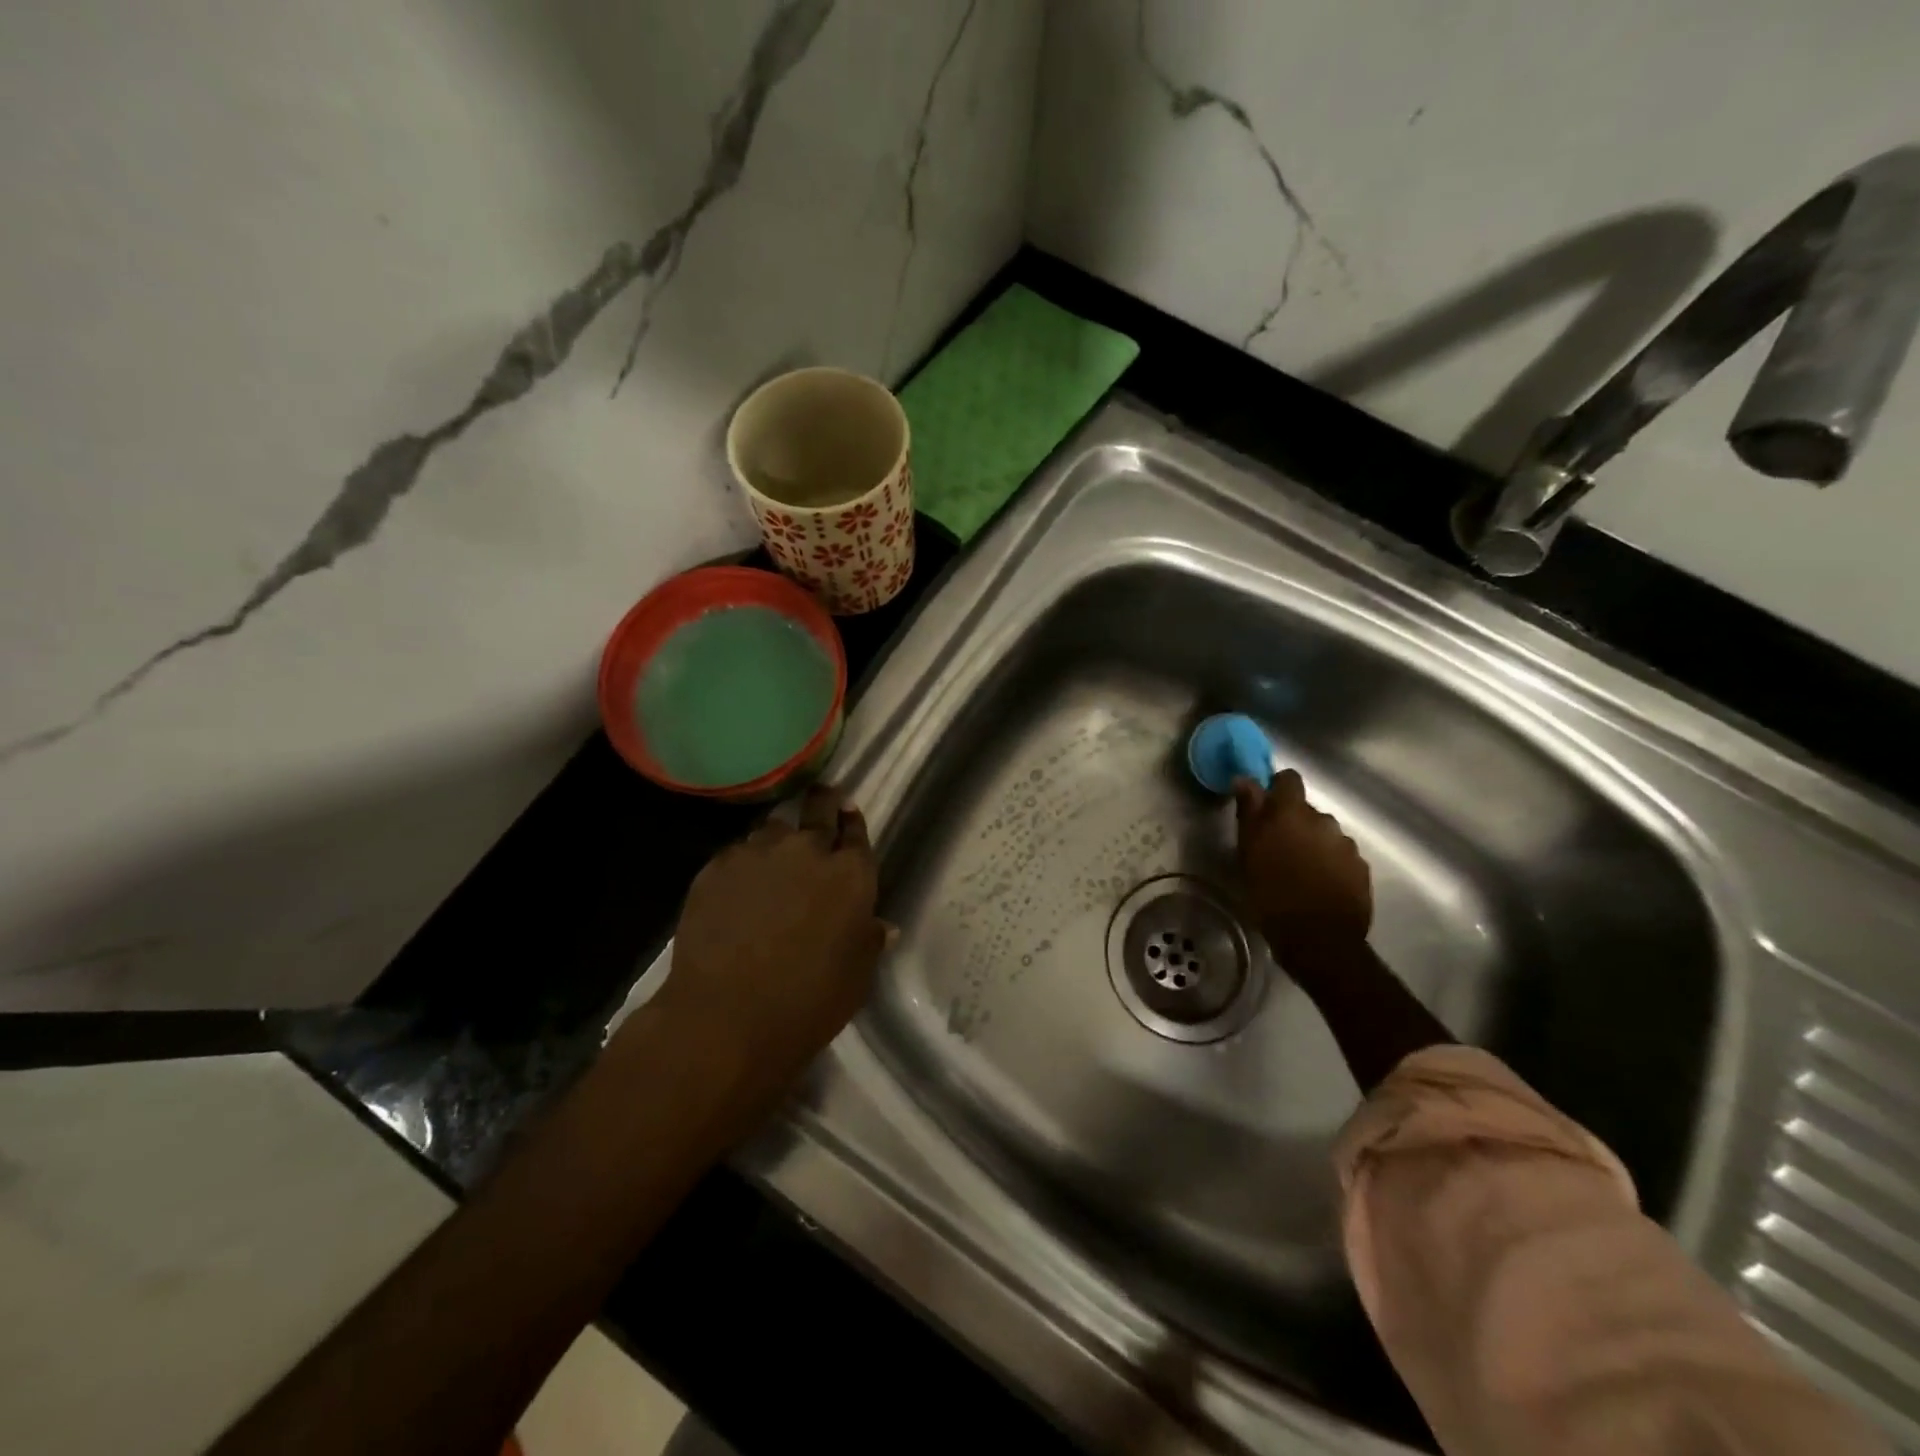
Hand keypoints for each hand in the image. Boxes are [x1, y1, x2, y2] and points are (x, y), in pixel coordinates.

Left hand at [652, 785, 888, 1108]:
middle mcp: (808, 850)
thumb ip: (868, 941)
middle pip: (818, 807)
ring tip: (772, 863)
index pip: (855, 830)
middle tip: (819, 801)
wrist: (726, 1017)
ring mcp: (758, 853)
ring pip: (773, 829)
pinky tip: (737, 889)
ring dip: (778, 841)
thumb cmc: (807, 1003)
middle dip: (822, 802)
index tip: (846, 813)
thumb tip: (881, 925)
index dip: (851, 821)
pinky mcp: (717, 866)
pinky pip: (737, 853)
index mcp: (851, 874)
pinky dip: (743, 864)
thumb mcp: (856, 978)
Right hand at [1234, 770, 1371, 963]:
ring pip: (1324, 834)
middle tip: (1276, 850)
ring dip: (1312, 845)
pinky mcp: (1361, 869)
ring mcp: (1347, 845)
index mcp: (1293, 813)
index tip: (1264, 808)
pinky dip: (1329, 865)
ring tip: (1299, 872)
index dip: (1276, 789)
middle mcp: (1324, 821)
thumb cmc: (1272, 894)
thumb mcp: (1248, 853)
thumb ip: (1250, 812)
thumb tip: (1245, 779)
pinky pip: (1340, 857)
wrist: (1320, 941)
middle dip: (1293, 823)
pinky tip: (1318, 886)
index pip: (1288, 779)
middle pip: (1306, 810)